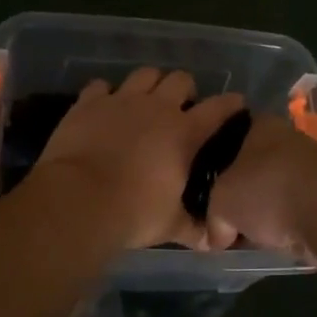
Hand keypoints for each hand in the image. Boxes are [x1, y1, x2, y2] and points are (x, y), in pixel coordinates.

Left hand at [34, 68, 246, 250]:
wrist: (79, 200)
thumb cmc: (133, 213)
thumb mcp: (170, 225)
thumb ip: (192, 228)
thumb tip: (212, 243)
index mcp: (184, 133)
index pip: (218, 108)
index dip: (230, 104)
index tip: (236, 104)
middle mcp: (157, 107)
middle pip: (181, 79)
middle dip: (185, 89)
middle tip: (180, 108)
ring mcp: (121, 100)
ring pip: (145, 73)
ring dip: (149, 84)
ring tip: (145, 100)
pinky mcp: (89, 102)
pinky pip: (101, 85)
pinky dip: (105, 94)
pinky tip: (104, 107)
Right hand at [206, 116, 316, 257]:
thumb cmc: (266, 189)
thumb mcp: (221, 204)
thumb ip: (213, 219)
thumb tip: (216, 238)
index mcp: (258, 125)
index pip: (229, 138)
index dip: (214, 163)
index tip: (205, 187)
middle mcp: (286, 138)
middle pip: (253, 166)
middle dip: (240, 192)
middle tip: (223, 218)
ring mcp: (311, 165)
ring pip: (275, 188)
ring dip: (264, 210)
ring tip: (247, 236)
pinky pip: (296, 208)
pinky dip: (286, 223)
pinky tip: (275, 241)